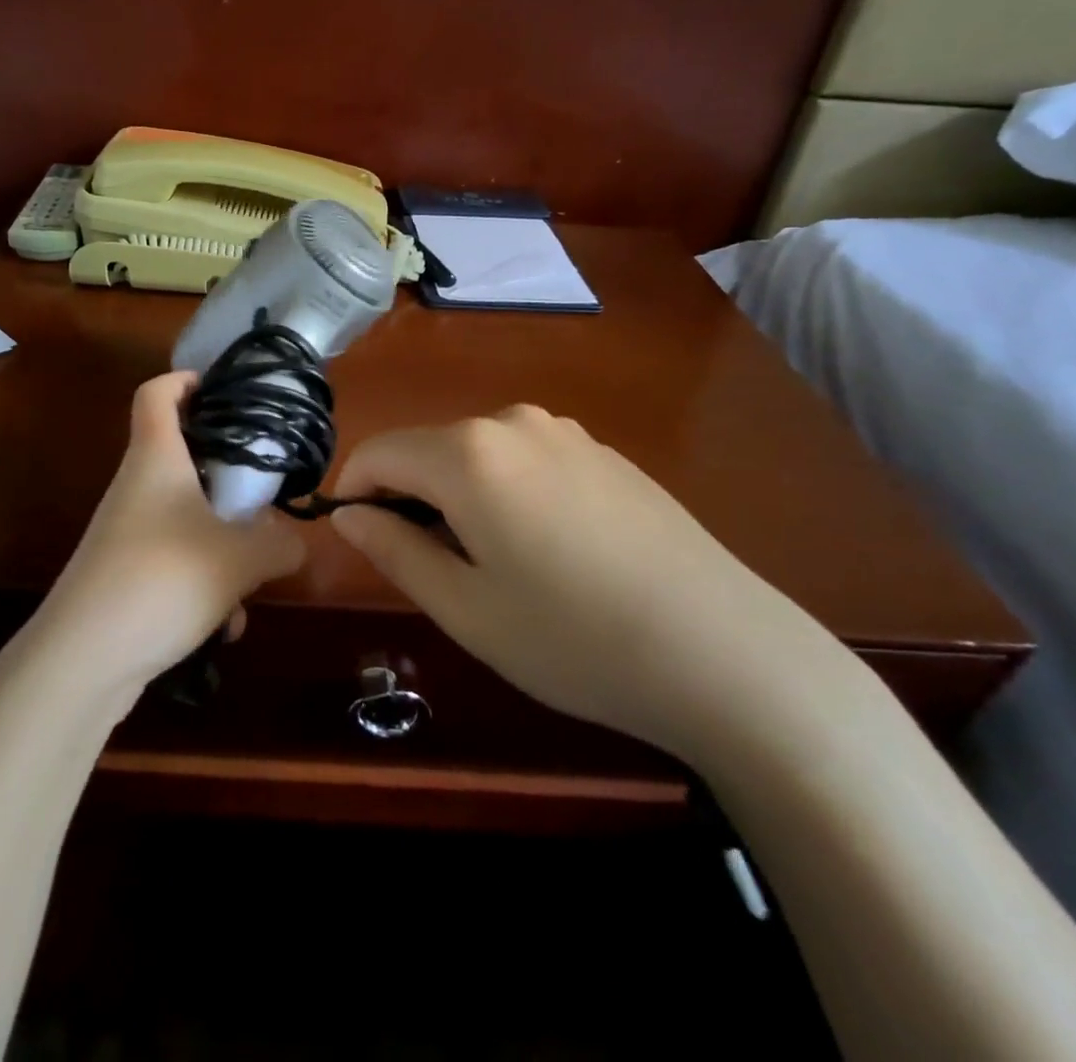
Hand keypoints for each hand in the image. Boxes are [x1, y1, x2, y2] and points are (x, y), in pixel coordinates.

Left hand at [38, 372, 306, 694]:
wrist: (83, 660)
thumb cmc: (163, 579)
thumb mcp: (240, 560)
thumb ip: (279, 544)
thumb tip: (295, 541)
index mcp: (155, 459)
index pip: (156, 393)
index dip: (185, 379)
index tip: (223, 390)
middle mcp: (136, 487)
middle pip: (181, 456)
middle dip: (227, 475)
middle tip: (265, 491)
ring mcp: (127, 533)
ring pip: (187, 518)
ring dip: (223, 544)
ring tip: (252, 578)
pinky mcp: (126, 575)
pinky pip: (177, 563)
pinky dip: (205, 585)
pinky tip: (223, 625)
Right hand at [329, 405, 859, 764]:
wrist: (726, 653)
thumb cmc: (574, 639)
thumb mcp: (465, 608)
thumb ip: (394, 550)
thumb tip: (348, 515)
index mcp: (469, 453)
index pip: (378, 452)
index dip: (352, 492)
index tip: (356, 540)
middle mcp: (513, 422)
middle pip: (428, 449)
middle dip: (407, 498)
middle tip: (426, 569)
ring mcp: (565, 433)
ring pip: (476, 455)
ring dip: (457, 497)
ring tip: (488, 566)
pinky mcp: (604, 453)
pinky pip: (524, 460)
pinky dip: (505, 492)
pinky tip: (546, 552)